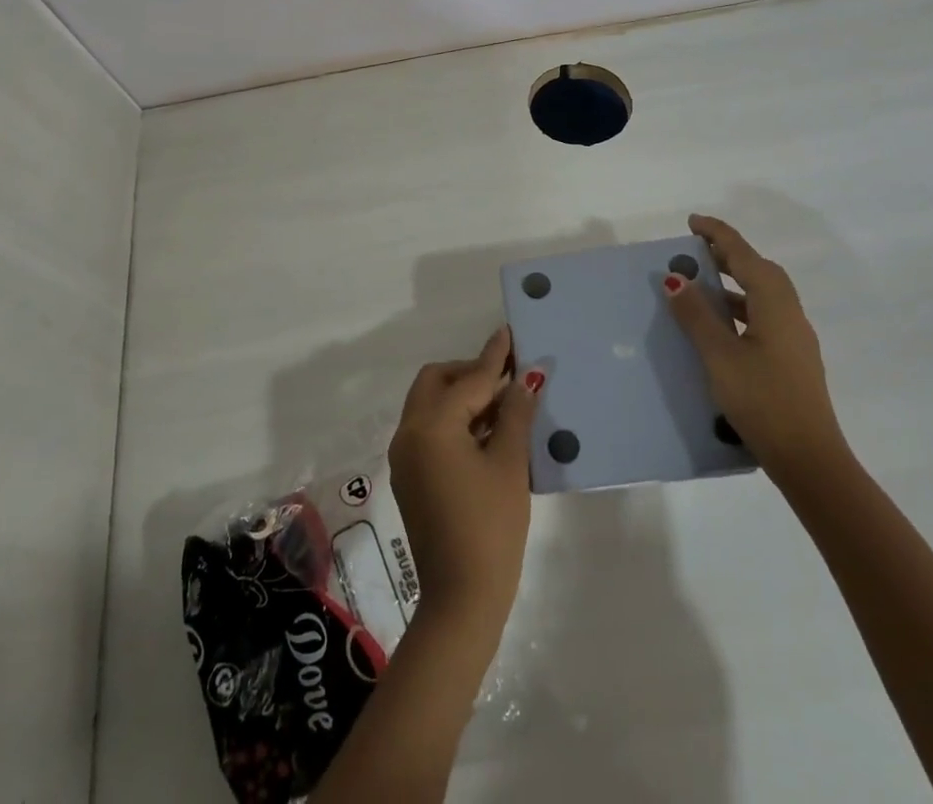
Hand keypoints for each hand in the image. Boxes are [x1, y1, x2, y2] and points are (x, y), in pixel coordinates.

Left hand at [388, 327, 536, 630]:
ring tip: (504, 403)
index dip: (494, 357)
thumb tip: (527, 378)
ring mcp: (405, 457)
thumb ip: (515, 414)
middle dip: (470, 373)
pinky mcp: (410, 477)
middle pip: (437, 382)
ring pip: (430, 405)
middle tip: (508, 378)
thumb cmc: (490, 526)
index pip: (468, 379)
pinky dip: (453, 420)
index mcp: (431, 425)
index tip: (509, 332)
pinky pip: (429, 430)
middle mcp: (409, 433)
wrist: (461, 599)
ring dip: (462, 396)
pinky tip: (486, 431)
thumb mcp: (509, 464)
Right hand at [665, 213, 847, 485]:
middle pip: (758, 270)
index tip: (692, 222)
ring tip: (701, 285)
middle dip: (728, 255)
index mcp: (774, 304)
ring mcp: (794, 338)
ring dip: (734, 282)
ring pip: (762, 295)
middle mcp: (789, 313)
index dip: (718, 235)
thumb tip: (675, 278)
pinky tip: (720, 327)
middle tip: (695, 251)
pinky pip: (763, 316)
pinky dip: (740, 307)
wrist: (810, 460)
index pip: (744, 255)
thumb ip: (697, 315)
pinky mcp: (792, 359)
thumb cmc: (763, 401)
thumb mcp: (720, 356)